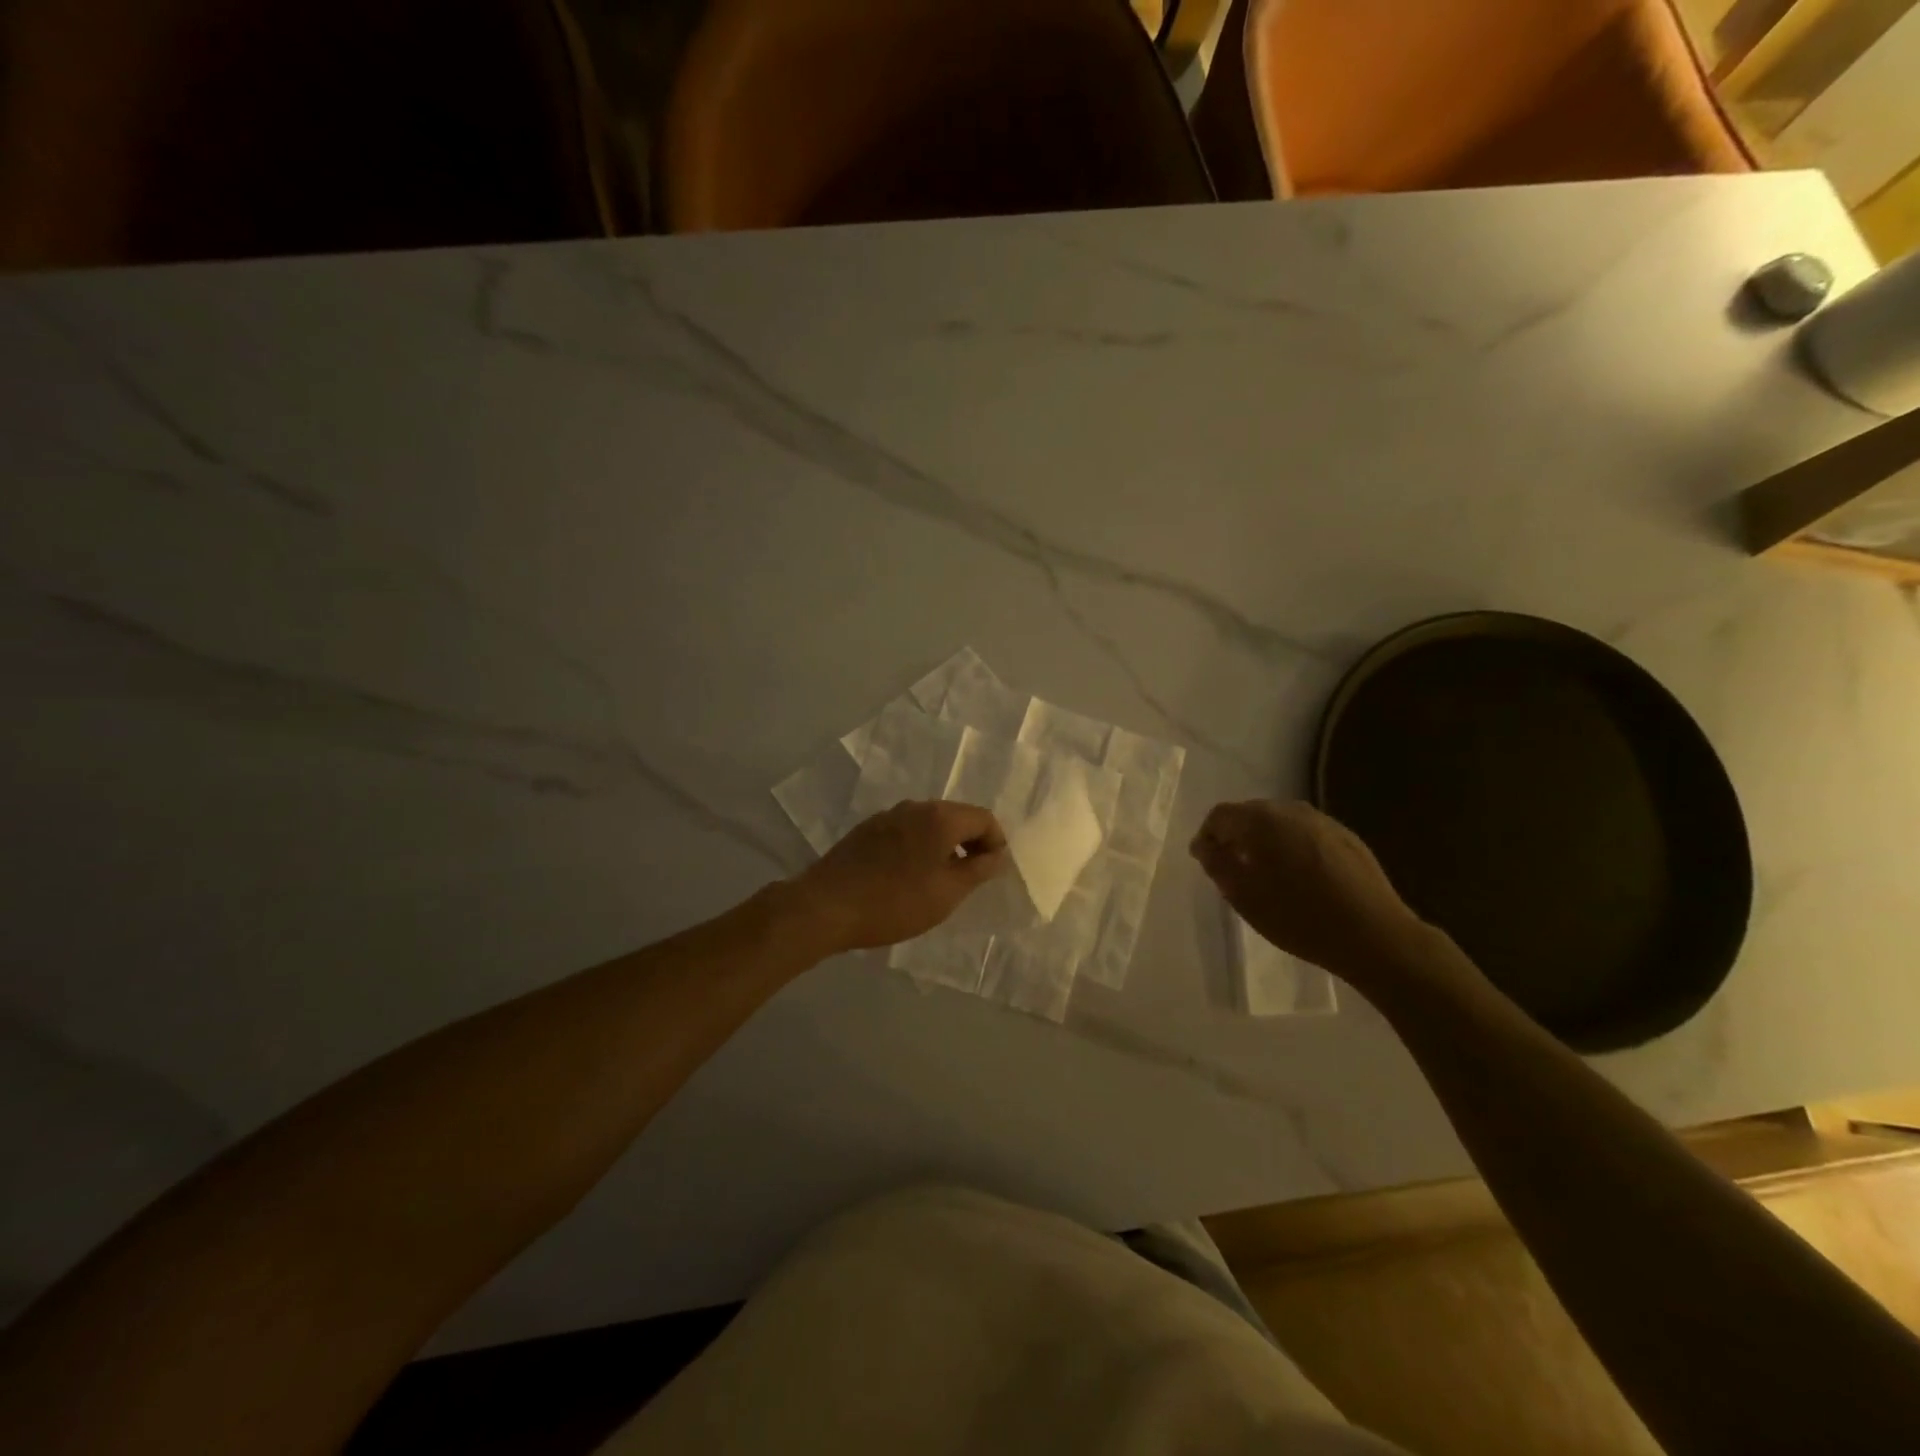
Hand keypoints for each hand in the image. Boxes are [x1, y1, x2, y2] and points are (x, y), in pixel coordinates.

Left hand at [787, 800, 1008, 953]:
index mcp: (940, 817)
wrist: (826, 906)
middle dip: (970, 842)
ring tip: (939, 879)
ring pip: (929, 823)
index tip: (990, 872)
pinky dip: (918, 846)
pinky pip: (906, 830)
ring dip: (943, 844)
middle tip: (969, 877)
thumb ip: (978, 870)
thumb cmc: (895, 902)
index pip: (983, 818)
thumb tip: (997, 855)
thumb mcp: (947, 894)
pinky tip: (907, 876)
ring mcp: (887, 816)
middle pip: (956, 816)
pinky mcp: (867, 829)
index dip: (995, 843)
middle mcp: (915, 807)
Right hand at [1191, 800, 1438, 988]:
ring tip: (1265, 873)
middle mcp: (1292, 810)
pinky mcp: (1347, 837)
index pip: (1221, 815)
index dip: (1207, 836)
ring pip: (1280, 823)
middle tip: (1232, 868)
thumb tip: (1204, 845)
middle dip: (1236, 836)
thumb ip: (1217, 864)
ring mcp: (1324, 821)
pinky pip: (1306, 833)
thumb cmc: (1298, 917)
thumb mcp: (1244, 896)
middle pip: (1251, 814)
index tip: (1205, 862)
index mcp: (1262, 820)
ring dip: (1265, 841)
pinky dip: (1292, 846)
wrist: (1374, 936)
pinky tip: (1299, 877)